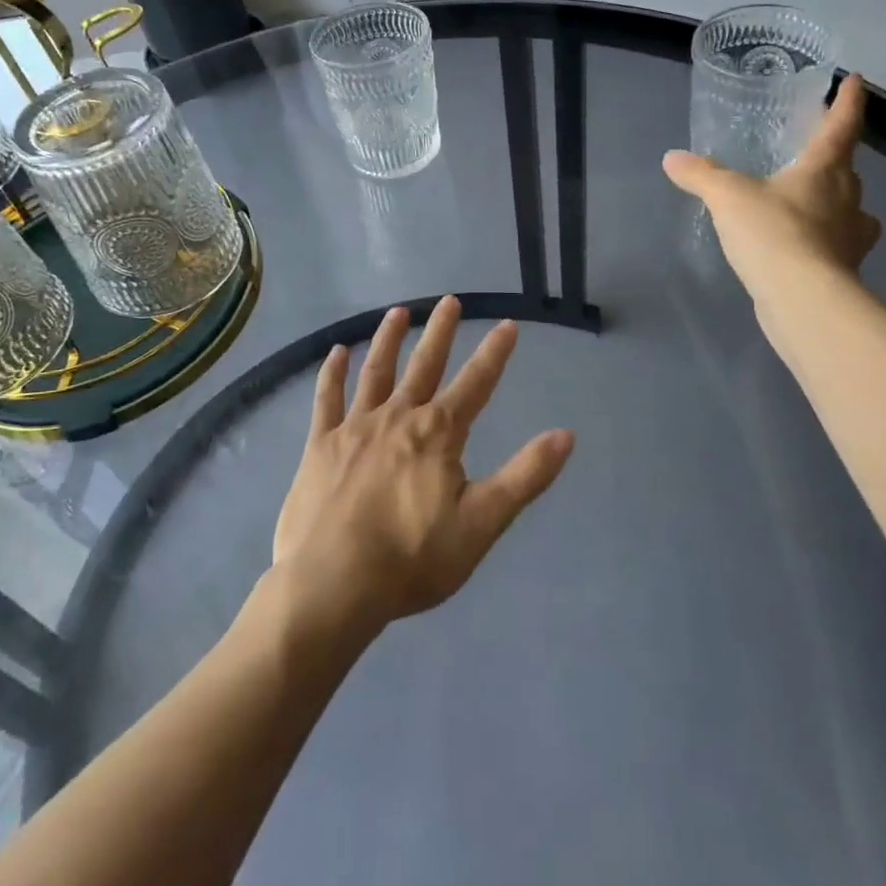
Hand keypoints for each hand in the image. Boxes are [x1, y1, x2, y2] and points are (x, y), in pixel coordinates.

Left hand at [272, 297, 573, 633]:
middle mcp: (397, 417)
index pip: (476, 383)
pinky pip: (327, 398)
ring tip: (398, 312)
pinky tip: (336, 352)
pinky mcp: (320, 444)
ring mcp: (354, 427)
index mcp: (438, 433)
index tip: (507, 325)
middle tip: (450, 300)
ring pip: (375, 371)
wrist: (332, 584)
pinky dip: (332, 373)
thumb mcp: (482, 523)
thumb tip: (566, 435)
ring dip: (388, 339)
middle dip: (440, 332)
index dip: (494, 353)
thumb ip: (524, 476)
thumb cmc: (412, 559)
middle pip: (424, 365)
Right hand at [663, 74, 881, 310]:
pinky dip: (825, 239)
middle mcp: (847, 198)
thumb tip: (672, 158)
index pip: (841, 126)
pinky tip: (805, 246)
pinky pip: (838, 243)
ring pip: (849, 208)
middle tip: (815, 150)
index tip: (856, 80)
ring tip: (811, 202)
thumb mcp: (727, 197)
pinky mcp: (845, 269)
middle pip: (847, 168)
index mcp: (825, 170)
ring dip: (836, 201)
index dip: (847, 102)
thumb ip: (701, 175)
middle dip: (835, 157)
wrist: (803, 300)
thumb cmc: (772, 233)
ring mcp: (851, 236)